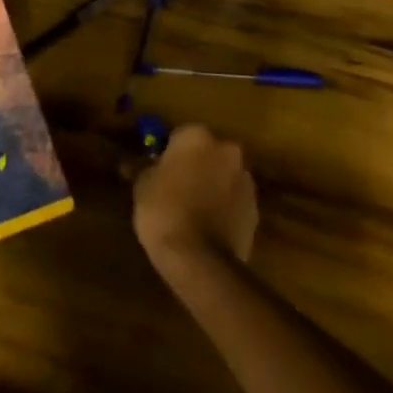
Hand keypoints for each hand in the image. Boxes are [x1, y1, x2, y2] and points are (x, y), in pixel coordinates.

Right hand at [133, 124, 257, 277]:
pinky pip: (234, 199)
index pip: (181, 134)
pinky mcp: (255, 208)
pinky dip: (224, 206)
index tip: (159, 167)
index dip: (169, 151)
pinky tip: (208, 224)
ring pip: (224, 175)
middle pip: (208, 152)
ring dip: (212, 184)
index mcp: (197, 137)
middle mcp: (227, 150)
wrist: (199, 258)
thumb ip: (145, 167)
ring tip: (193, 208)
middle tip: (177, 185)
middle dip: (196, 164)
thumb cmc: (164, 211)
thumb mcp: (142, 185)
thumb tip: (136, 161)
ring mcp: (245, 179)